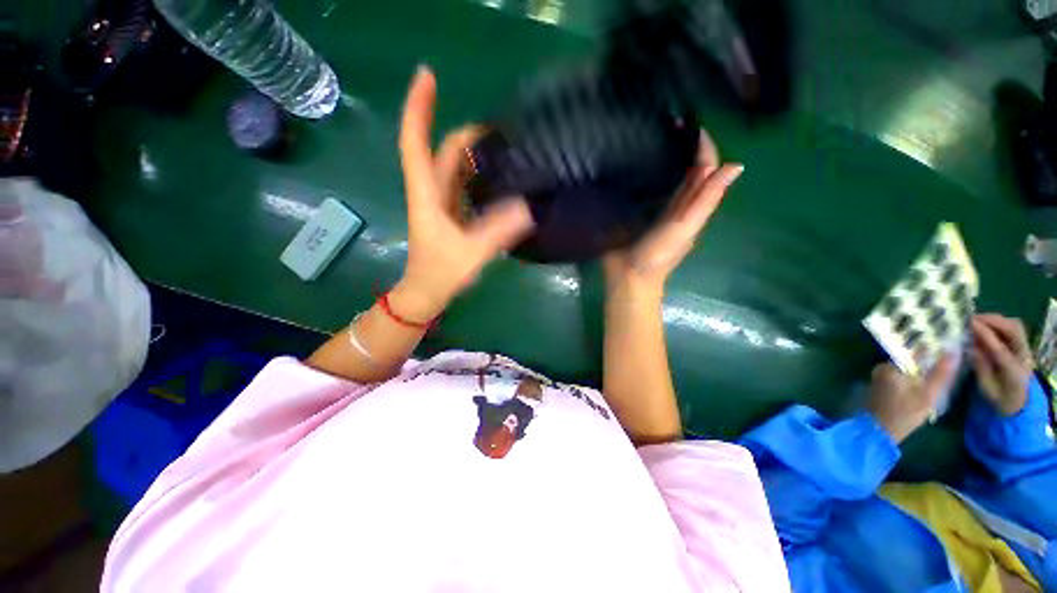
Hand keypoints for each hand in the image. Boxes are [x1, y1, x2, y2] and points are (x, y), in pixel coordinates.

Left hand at [391, 67, 535, 321]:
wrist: (427, 293)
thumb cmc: (441, 273)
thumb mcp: (471, 253)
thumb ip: (498, 231)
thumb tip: (528, 207)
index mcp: (427, 194)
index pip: (415, 143)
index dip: (418, 108)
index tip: (427, 75)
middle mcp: (431, 192)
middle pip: (441, 151)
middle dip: (464, 133)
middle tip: (501, 129)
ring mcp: (441, 203)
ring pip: (453, 168)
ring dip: (472, 153)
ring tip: (504, 147)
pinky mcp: (451, 214)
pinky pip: (463, 185)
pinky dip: (478, 174)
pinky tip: (499, 175)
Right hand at [602, 130, 742, 298]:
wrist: (630, 277)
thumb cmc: (657, 254)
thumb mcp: (684, 227)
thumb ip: (706, 199)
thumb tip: (736, 166)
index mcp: (694, 207)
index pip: (705, 170)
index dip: (704, 148)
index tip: (694, 123)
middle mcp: (681, 206)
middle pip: (692, 172)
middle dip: (689, 147)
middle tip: (675, 122)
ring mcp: (661, 211)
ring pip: (674, 179)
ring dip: (672, 157)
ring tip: (663, 135)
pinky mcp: (642, 216)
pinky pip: (652, 190)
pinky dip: (652, 174)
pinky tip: (642, 163)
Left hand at [866, 357, 955, 443]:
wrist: (879, 429)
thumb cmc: (904, 413)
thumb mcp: (927, 394)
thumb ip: (940, 374)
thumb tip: (953, 352)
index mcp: (893, 365)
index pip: (918, 351)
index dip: (936, 351)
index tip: (952, 351)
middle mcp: (884, 366)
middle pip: (912, 359)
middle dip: (929, 363)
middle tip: (948, 368)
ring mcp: (880, 375)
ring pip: (907, 368)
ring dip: (922, 372)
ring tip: (939, 376)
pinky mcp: (881, 384)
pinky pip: (901, 375)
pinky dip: (913, 378)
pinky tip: (923, 385)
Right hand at [971, 314, 1032, 415]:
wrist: (1018, 400)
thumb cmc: (998, 396)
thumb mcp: (986, 387)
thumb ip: (981, 367)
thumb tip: (971, 346)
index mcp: (1014, 372)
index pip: (1000, 349)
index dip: (986, 335)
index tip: (970, 324)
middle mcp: (1024, 356)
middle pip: (1014, 331)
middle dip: (993, 321)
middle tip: (972, 318)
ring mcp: (1025, 349)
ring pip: (1015, 326)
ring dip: (996, 320)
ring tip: (977, 320)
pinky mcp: (1023, 345)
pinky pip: (1013, 328)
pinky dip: (999, 322)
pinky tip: (985, 324)